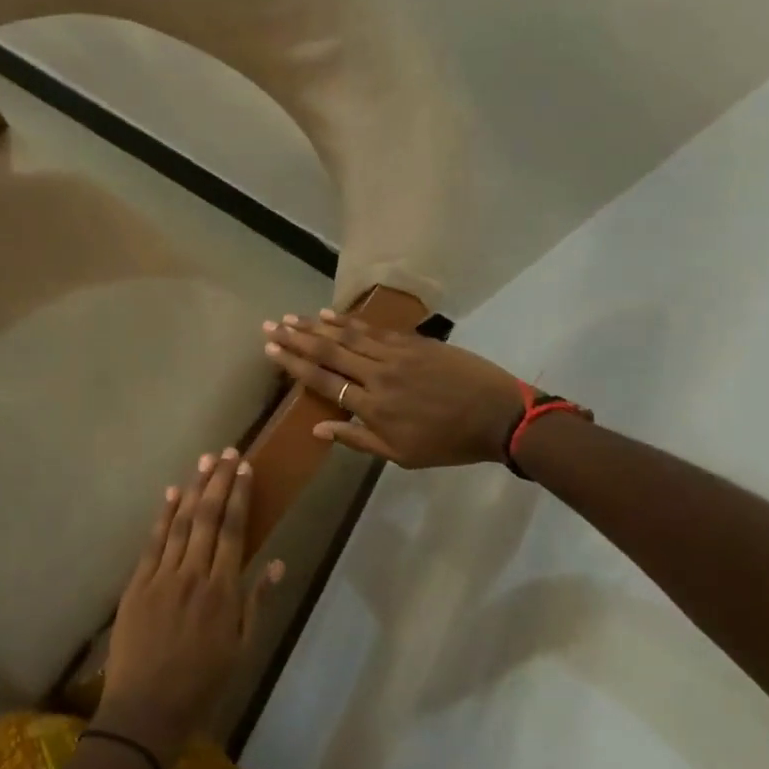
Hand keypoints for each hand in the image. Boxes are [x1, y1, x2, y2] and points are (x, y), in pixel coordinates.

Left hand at [96, 449, 285, 764]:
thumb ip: (257, 602)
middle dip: (219, 482)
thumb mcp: (241, 649)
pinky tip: (172, 492)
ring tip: (205, 461)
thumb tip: (275, 562)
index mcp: (223, 591)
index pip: (234, 530)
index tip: (245, 469)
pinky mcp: (137, 583)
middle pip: (208, 517)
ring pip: (181, 522)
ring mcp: (162, 576)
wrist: (146, 710)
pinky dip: (163, 515)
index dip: (240, 496)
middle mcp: (194, 574)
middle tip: (227, 452)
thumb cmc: (201, 684)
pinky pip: (153, 541)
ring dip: (194, 489)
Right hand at [262, 310, 526, 467]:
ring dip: (315, 325)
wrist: (498, 415)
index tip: (271, 350)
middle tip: (270, 325)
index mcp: (372, 407)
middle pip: (328, 352)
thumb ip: (357, 440)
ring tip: (291, 317)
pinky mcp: (412, 342)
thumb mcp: (401, 455)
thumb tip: (317, 429)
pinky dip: (348, 320)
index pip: (323, 381)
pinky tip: (329, 314)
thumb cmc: (448, 442)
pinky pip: (373, 328)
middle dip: (295, 338)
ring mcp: (395, 354)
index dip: (294, 364)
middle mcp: (377, 375)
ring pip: (347, 335)